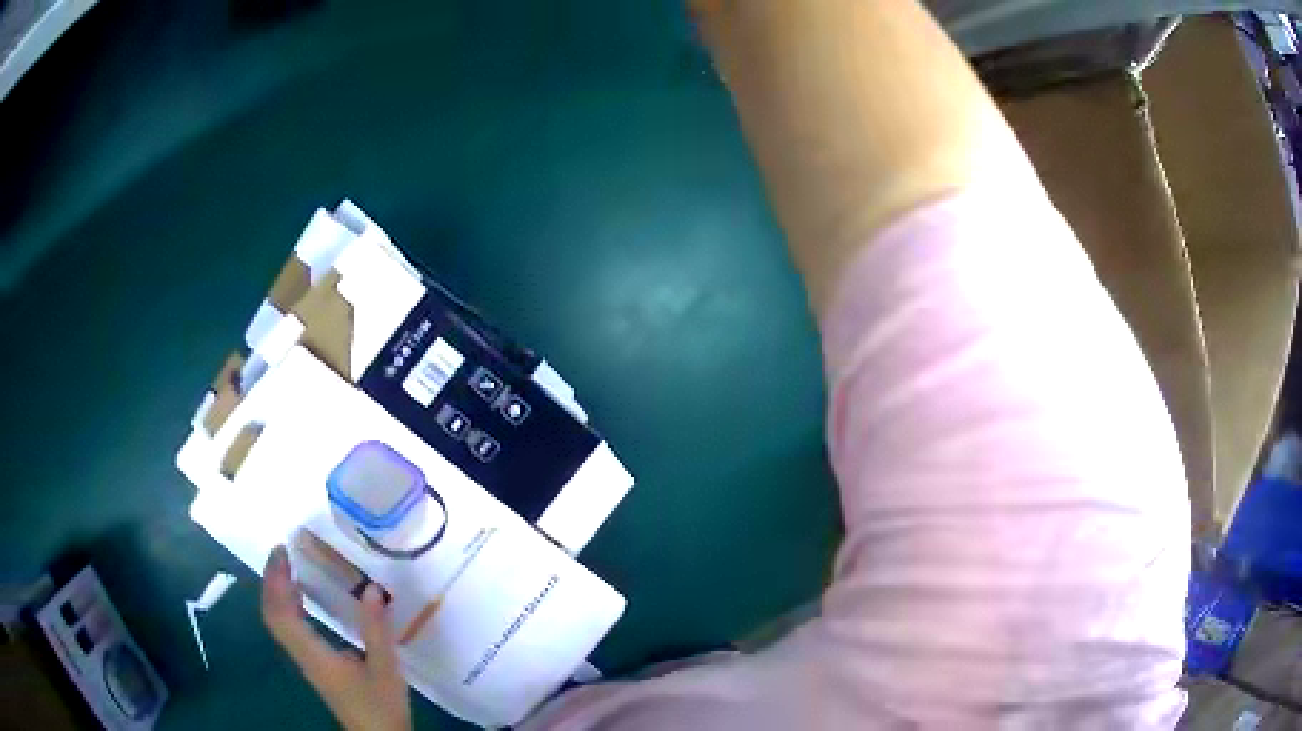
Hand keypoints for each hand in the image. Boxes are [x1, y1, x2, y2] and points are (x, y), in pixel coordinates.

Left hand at [261, 546, 412, 730]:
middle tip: (283, 552)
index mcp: (314, 655)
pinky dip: (289, 607)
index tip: (282, 551)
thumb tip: (371, 588)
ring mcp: (306, 662)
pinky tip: (303, 599)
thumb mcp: (385, 668)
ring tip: (289, 568)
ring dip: (277, 592)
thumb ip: (376, 629)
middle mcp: (303, 656)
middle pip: (272, 615)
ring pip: (278, 622)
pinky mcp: (314, 666)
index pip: (280, 613)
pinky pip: (290, 629)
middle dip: (271, 581)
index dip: (275, 581)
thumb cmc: (380, 705)